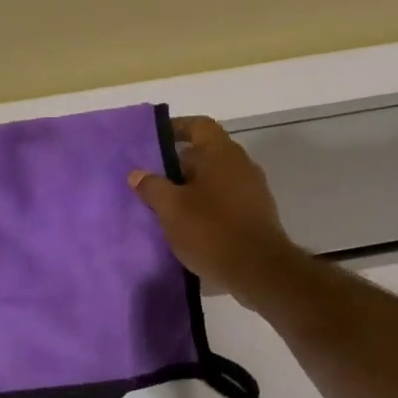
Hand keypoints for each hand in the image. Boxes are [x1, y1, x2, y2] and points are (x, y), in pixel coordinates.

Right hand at [128, 116, 303, 300]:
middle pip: (206, 153)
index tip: (155, 140)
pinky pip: (226, 200)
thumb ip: (152, 187)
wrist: (260, 271)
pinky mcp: (256, 214)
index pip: (199, 126)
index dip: (177, 128)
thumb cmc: (212, 231)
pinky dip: (207, 206)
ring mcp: (253, 190)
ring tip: (167, 206)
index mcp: (221, 153)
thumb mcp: (171, 209)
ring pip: (215, 179)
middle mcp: (241, 165)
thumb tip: (137, 173)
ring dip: (192, 188)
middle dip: (178, 165)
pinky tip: (190, 226)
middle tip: (153, 181)